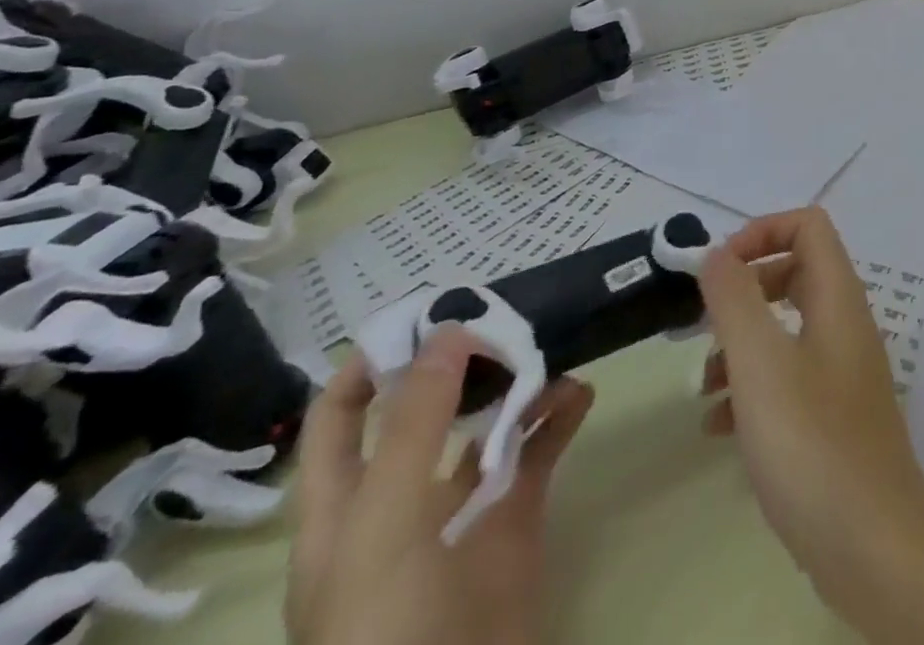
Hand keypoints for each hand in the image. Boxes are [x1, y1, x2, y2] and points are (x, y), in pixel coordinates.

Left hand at [286, 327, 593, 644]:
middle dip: (462, 360)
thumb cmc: (385, 629)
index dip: (372, 363)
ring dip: (519, 382)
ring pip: (489, 422)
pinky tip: (582, 392)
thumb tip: (448, 332)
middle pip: (426, 409)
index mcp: (344, 506)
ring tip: (552, 346)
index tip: (427, 311)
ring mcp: (462, 506)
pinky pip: (540, 450)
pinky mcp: (515, 516)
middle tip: (507, 314)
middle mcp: (401, 497)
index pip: (341, 418)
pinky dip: (561, 415)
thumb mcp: (382, 527)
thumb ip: (414, 427)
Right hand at [699, 208, 923, 644]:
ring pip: (786, 330)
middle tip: (703, 325)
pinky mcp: (833, 415)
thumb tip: (717, 253)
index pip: (808, 224)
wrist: (872, 544)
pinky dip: (752, 389)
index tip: (718, 270)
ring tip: (704, 389)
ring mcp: (842, 369)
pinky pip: (788, 379)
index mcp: (838, 296)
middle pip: (794, 272)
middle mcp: (845, 322)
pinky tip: (720, 430)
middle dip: (744, 291)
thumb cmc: (812, 442)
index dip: (761, 231)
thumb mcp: (760, 364)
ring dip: (741, 346)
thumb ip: (735, 300)